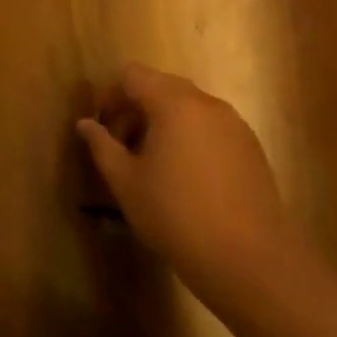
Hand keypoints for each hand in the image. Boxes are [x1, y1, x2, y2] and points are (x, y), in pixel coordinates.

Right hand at [75, 64, 301, 298]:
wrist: (250, 261)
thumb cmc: (176, 215)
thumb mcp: (125, 181)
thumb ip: (102, 145)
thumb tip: (85, 124)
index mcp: (174, 104)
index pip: (132, 75)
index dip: (109, 95)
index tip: (101, 128)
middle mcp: (207, 104)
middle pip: (161, 86)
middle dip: (134, 108)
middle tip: (120, 144)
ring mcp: (234, 125)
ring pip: (187, 106)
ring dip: (161, 122)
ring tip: (149, 163)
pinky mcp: (251, 149)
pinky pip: (209, 126)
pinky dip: (188, 136)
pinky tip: (182, 176)